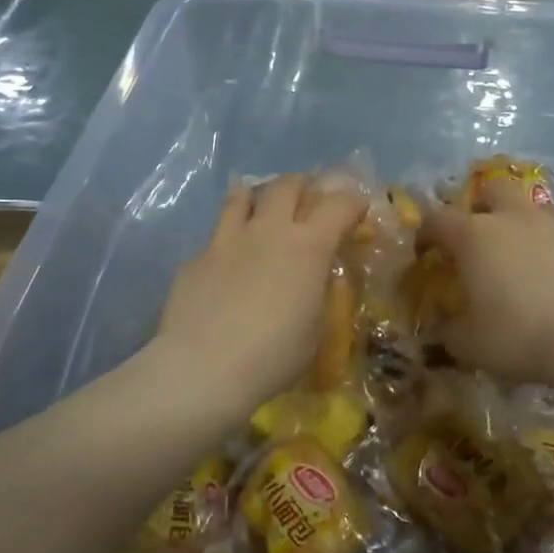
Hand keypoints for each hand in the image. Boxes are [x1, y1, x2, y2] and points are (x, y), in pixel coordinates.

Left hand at [156, 175, 366, 404]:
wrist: (202, 368)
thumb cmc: (272, 356)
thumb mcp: (315, 331)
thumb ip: (318, 296)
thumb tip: (315, 280)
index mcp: (308, 247)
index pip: (339, 205)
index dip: (353, 202)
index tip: (358, 209)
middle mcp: (268, 230)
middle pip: (287, 185)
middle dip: (302, 187)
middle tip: (306, 202)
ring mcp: (227, 239)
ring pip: (242, 195)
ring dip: (258, 197)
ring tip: (261, 211)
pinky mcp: (196, 256)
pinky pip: (216, 234)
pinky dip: (228, 238)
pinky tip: (227, 262)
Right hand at [419, 175, 553, 387]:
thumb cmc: (522, 337)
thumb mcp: (470, 346)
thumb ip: (449, 332)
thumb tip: (443, 329)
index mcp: (476, 236)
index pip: (437, 219)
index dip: (427, 232)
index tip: (426, 252)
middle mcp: (515, 218)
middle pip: (492, 189)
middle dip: (482, 206)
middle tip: (482, 238)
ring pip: (535, 209)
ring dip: (524, 225)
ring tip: (527, 259)